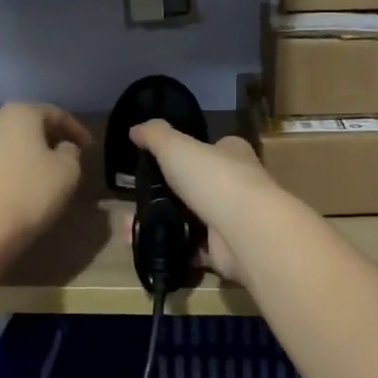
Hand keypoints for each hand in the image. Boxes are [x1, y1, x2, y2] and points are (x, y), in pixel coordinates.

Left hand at [0, 104, 91, 254]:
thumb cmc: (29, 194)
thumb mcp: (67, 172)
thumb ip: (71, 153)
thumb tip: (62, 148)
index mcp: (18, 115)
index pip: (54, 114)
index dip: (75, 129)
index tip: (89, 147)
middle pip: (23, 126)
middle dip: (44, 140)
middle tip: (61, 159)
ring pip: (0, 147)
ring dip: (18, 157)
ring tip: (33, 178)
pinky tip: (7, 194)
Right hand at [129, 121, 283, 285]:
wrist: (245, 232)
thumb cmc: (215, 179)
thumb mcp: (176, 147)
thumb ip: (155, 136)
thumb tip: (135, 128)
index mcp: (233, 154)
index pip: (213, 147)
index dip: (190, 151)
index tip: (162, 159)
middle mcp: (238, 184)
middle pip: (200, 184)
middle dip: (171, 191)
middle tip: (139, 195)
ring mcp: (232, 219)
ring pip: (193, 218)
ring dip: (165, 220)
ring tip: (131, 223)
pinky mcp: (224, 249)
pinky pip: (191, 248)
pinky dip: (170, 246)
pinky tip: (144, 244)